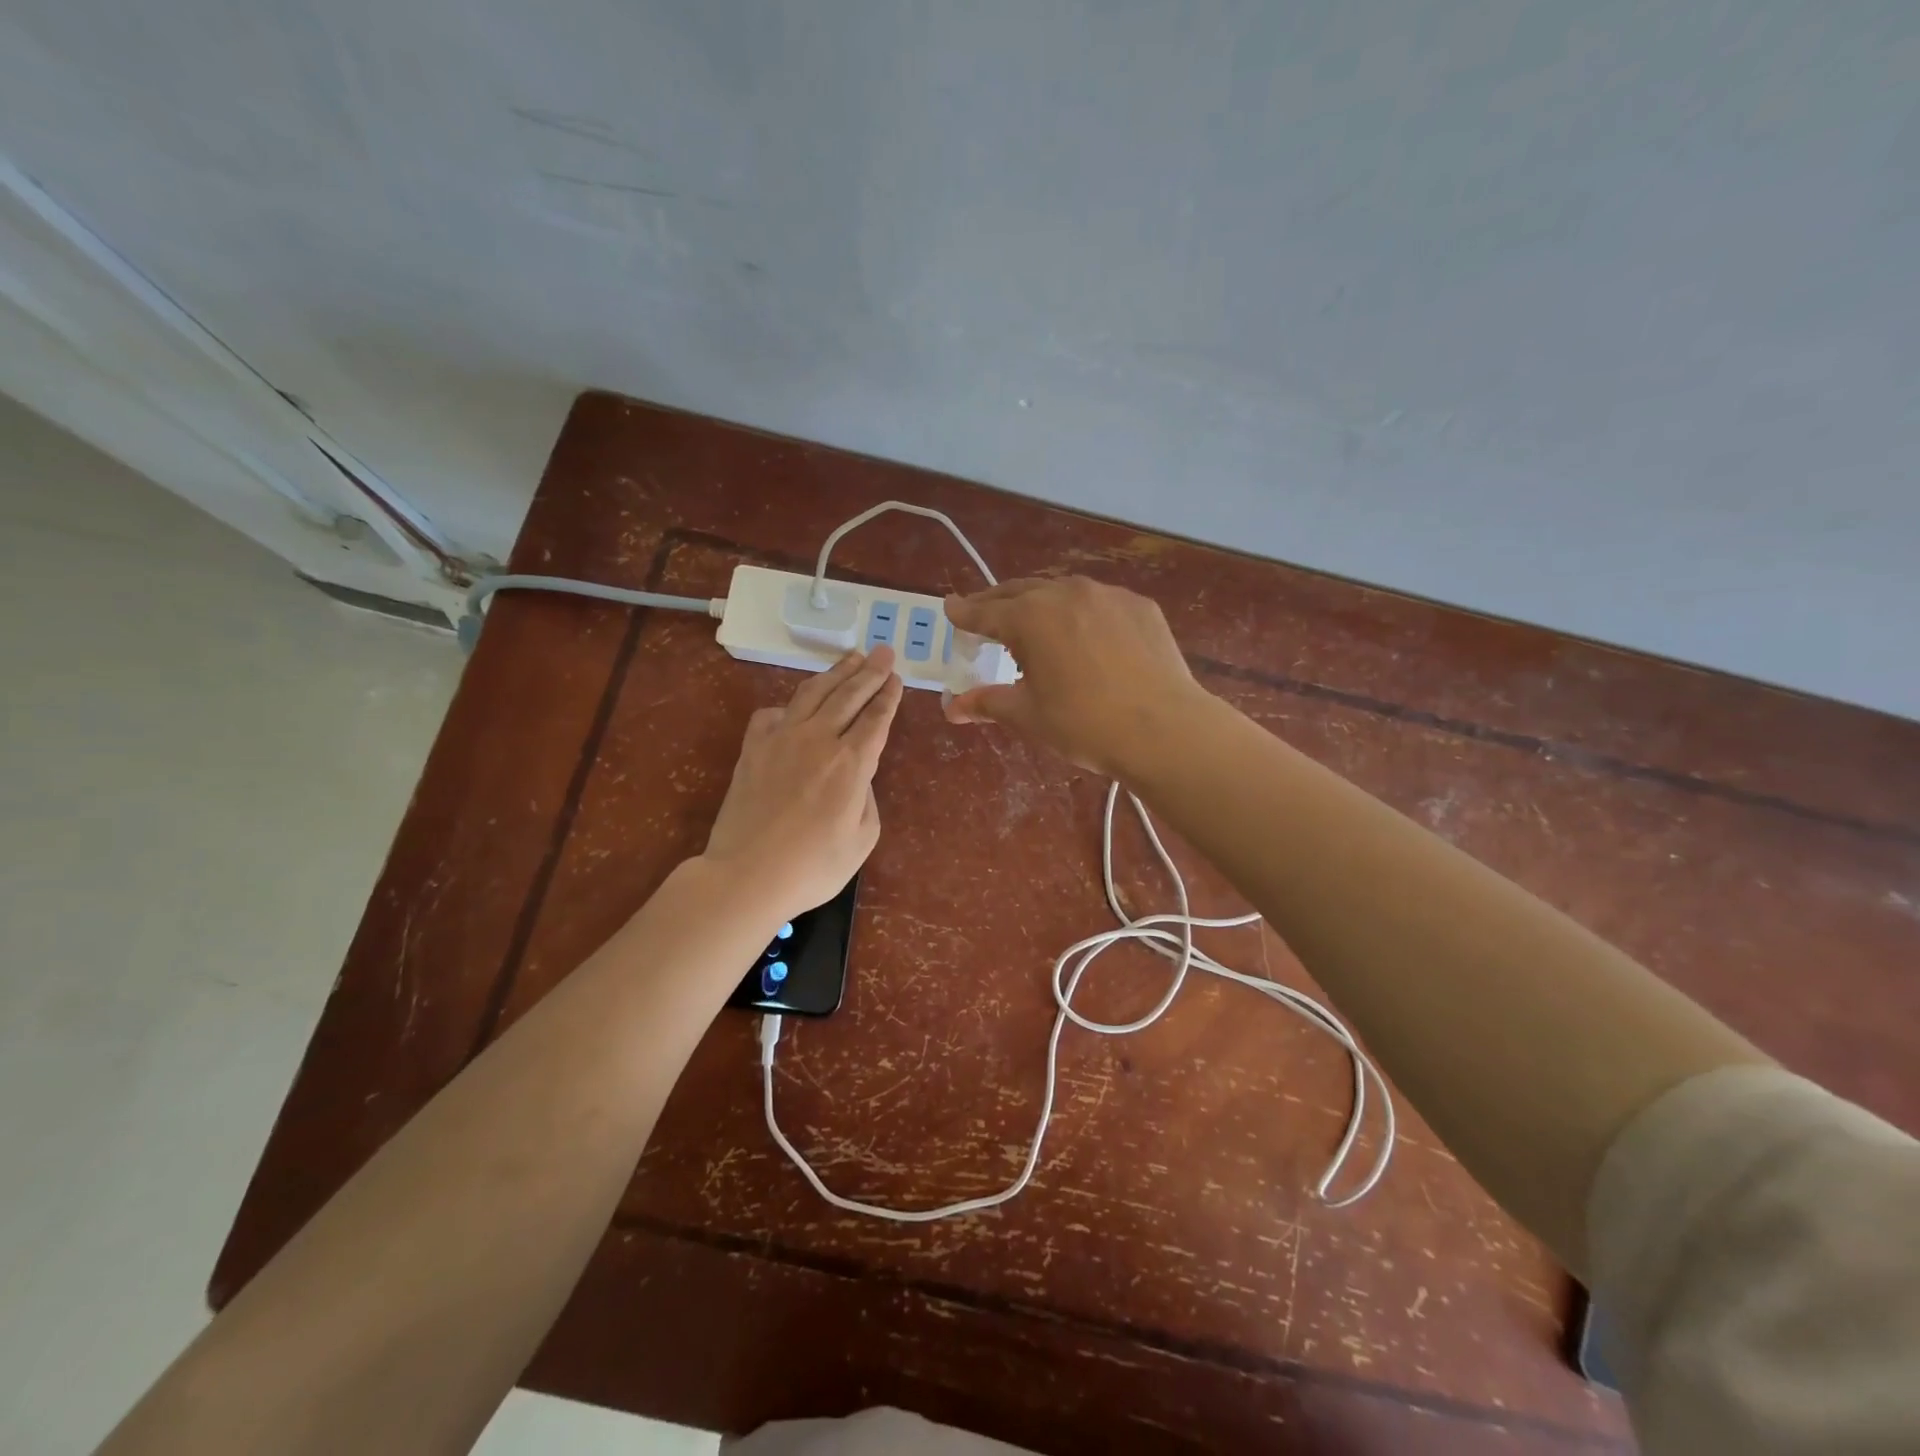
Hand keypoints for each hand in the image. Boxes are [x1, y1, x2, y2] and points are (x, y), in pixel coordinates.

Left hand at [703, 646, 903, 919]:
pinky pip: (773, 713)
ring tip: (850, 656)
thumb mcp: (862, 839)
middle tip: (883, 651)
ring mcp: (781, 739)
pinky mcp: (753, 748)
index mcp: (852, 763)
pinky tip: (795, 705)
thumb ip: (866, 798)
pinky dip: (789, 704)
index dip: (888, 695)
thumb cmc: (813, 867)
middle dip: (869, 670)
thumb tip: (856, 774)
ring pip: (813, 693)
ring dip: (835, 672)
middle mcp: (819, 739)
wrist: (747, 875)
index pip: (876, 718)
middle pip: (849, 695)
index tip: (896, 676)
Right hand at [943, 576, 1209, 777]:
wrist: (1164, 729)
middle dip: (997, 604)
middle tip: (983, 617)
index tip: (950, 609)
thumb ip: (987, 702)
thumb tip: (952, 707)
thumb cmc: (1084, 724)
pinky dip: (1081, 614)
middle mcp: (1065, 593)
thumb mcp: (1027, 715)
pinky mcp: (1140, 606)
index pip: (984, 612)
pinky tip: (1086, 637)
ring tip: (1035, 625)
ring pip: (1061, 592)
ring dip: (1040, 604)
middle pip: (1019, 592)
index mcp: (1029, 617)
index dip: (964, 613)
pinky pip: (1098, 603)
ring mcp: (1107, 595)